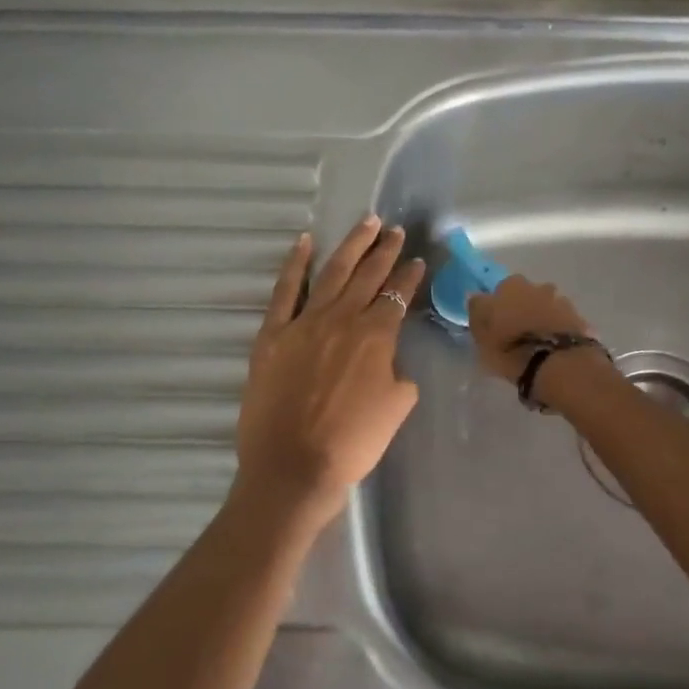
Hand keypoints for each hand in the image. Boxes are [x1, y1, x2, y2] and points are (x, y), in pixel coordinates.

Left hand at [235, 216, 425, 527]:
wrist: (294, 466)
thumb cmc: (353, 443)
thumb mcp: (396, 407)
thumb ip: (397, 373)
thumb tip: (386, 360)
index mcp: (376, 336)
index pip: (397, 296)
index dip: (409, 277)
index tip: (416, 260)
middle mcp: (342, 318)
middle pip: (368, 275)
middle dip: (384, 250)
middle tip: (395, 230)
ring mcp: (304, 322)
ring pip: (332, 272)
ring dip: (351, 245)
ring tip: (366, 223)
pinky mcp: (272, 334)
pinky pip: (285, 290)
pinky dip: (295, 263)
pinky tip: (305, 242)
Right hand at [466, 275, 596, 381]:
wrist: (557, 363)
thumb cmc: (510, 347)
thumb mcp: (480, 334)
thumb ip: (477, 311)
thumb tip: (476, 297)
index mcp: (511, 286)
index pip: (499, 291)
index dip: (498, 307)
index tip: (496, 324)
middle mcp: (538, 287)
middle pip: (526, 296)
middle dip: (522, 309)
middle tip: (517, 334)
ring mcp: (562, 302)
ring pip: (546, 308)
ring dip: (541, 320)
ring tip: (538, 344)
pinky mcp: (580, 320)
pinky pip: (563, 324)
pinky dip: (558, 332)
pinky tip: (554, 348)